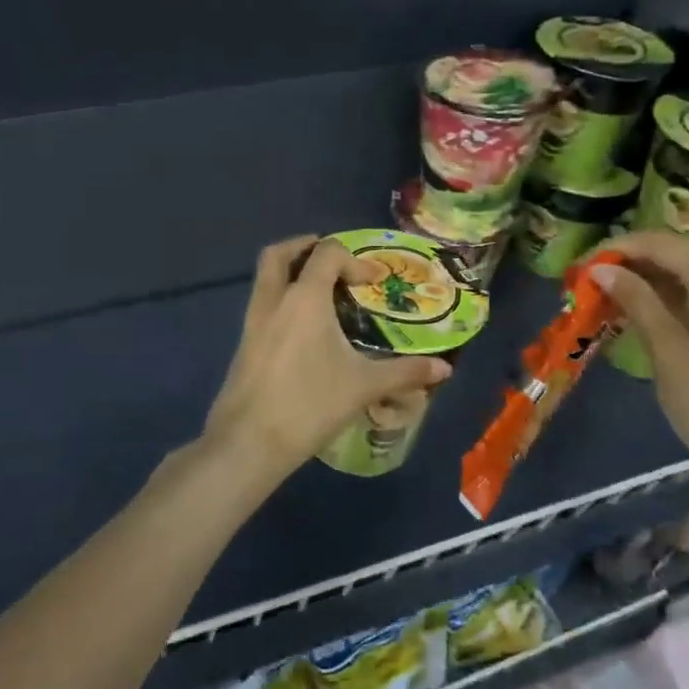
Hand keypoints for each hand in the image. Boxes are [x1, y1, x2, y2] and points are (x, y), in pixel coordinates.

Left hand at [203, 237, 452, 478]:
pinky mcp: (244, 344)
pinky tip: (302, 330)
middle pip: (279, 253)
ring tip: (320, 294)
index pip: (326, 253)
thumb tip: (445, 368)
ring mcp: (253, 321)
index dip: (353, 259)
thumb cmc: (310, 404)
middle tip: (332, 262)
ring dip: (290, 274)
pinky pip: (262, 305)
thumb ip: (405, 372)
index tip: (372, 282)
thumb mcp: (364, 386)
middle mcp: (274, 300)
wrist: (249, 441)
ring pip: (265, 278)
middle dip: (305, 247)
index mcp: (305, 298)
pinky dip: (281, 301)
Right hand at [590, 231, 688, 496]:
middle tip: (592, 283)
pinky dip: (676, 301)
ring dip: (653, 284)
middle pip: (680, 257)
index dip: (619, 247)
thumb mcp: (665, 348)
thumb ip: (635, 300)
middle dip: (634, 265)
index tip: (583, 263)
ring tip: (611, 300)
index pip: (662, 244)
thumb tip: (602, 269)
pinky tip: (647, 316)